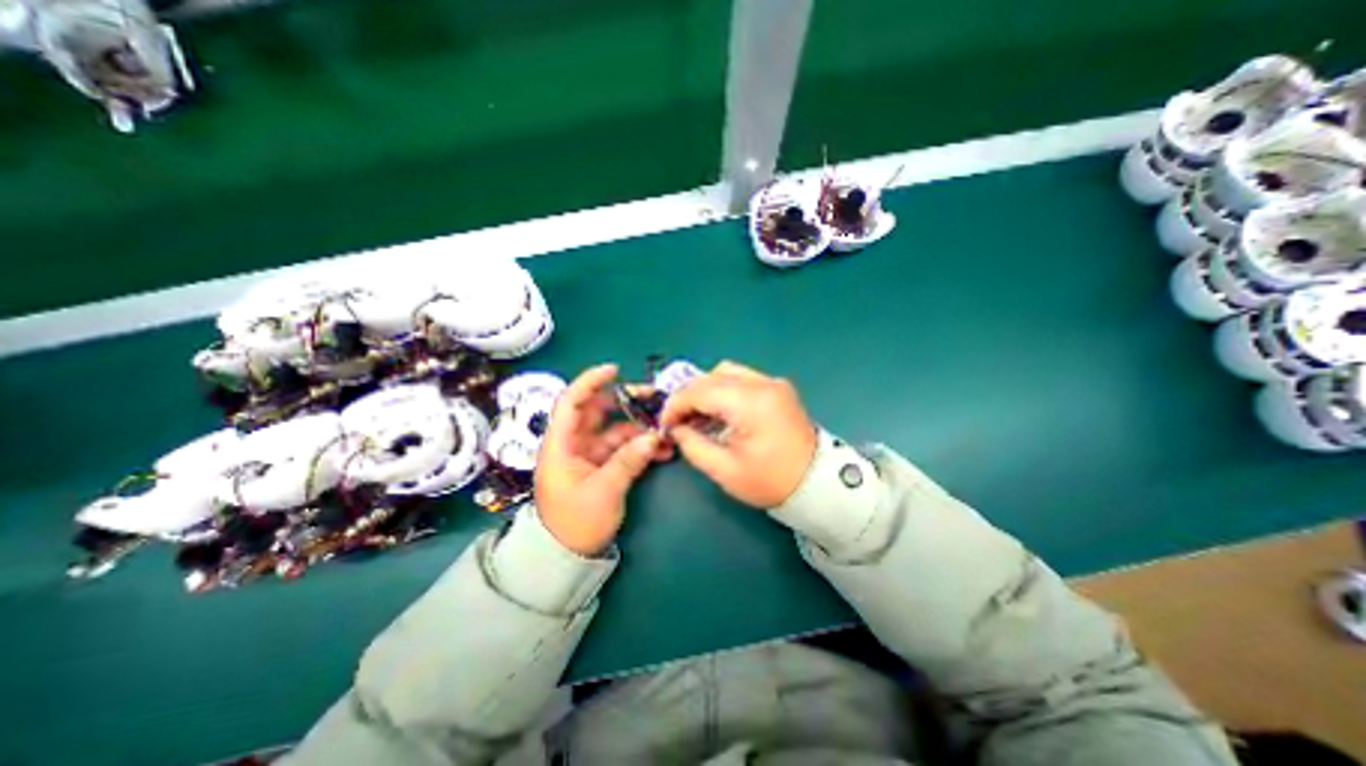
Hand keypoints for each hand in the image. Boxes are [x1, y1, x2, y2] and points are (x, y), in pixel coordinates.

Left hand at [532, 361, 669, 551]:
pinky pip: (623, 447)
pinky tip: (663, 450)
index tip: (615, 370)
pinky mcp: (602, 465)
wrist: (567, 556)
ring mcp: (589, 453)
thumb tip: (654, 436)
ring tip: (667, 430)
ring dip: (640, 428)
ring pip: (616, 429)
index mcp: (561, 444)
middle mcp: (574, 443)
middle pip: (598, 411)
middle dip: (626, 402)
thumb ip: (628, 461)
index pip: (571, 402)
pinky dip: (641, 446)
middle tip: (654, 398)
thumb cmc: (575, 523)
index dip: (590, 382)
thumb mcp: (604, 491)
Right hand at [656, 359, 814, 509]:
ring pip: (726, 372)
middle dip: (688, 396)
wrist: (816, 484)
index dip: (675, 405)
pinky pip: (742, 378)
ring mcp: (772, 382)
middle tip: (678, 420)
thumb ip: (693, 444)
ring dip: (705, 389)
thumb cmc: (770, 481)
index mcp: (750, 403)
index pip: (700, 391)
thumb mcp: (724, 470)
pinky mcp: (777, 387)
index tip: (665, 423)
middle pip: (711, 376)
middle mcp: (762, 383)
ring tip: (697, 414)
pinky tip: (719, 410)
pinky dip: (723, 389)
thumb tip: (676, 428)